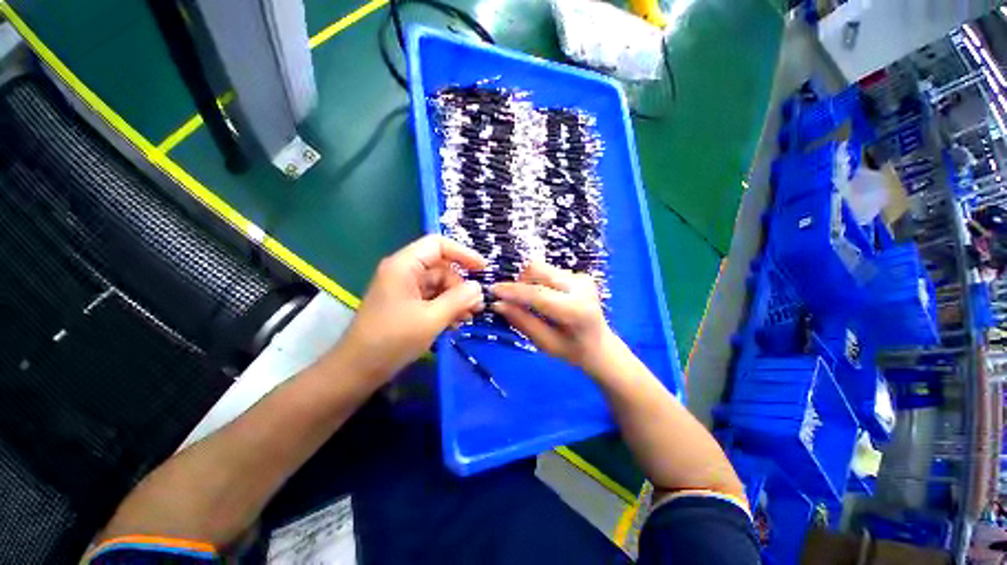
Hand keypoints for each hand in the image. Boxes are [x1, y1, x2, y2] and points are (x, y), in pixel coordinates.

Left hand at [338, 235, 486, 381]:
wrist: (358, 369)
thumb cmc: (392, 340)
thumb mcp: (431, 319)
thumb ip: (458, 299)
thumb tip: (478, 287)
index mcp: (404, 266)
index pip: (438, 245)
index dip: (463, 253)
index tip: (483, 269)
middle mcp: (404, 272)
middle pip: (442, 267)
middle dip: (461, 285)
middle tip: (477, 306)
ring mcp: (405, 288)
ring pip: (439, 285)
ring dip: (456, 299)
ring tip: (469, 318)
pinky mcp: (406, 303)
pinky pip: (432, 298)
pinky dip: (446, 307)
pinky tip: (456, 323)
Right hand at [490, 261, 620, 375]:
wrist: (601, 345)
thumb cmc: (572, 351)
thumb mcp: (545, 343)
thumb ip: (522, 321)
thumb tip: (498, 304)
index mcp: (576, 310)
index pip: (538, 294)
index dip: (513, 291)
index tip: (493, 289)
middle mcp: (581, 287)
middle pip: (539, 269)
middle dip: (519, 280)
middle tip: (511, 298)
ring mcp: (582, 278)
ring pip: (542, 268)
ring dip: (528, 281)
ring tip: (529, 302)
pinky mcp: (580, 274)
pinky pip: (548, 272)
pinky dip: (538, 282)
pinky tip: (543, 298)